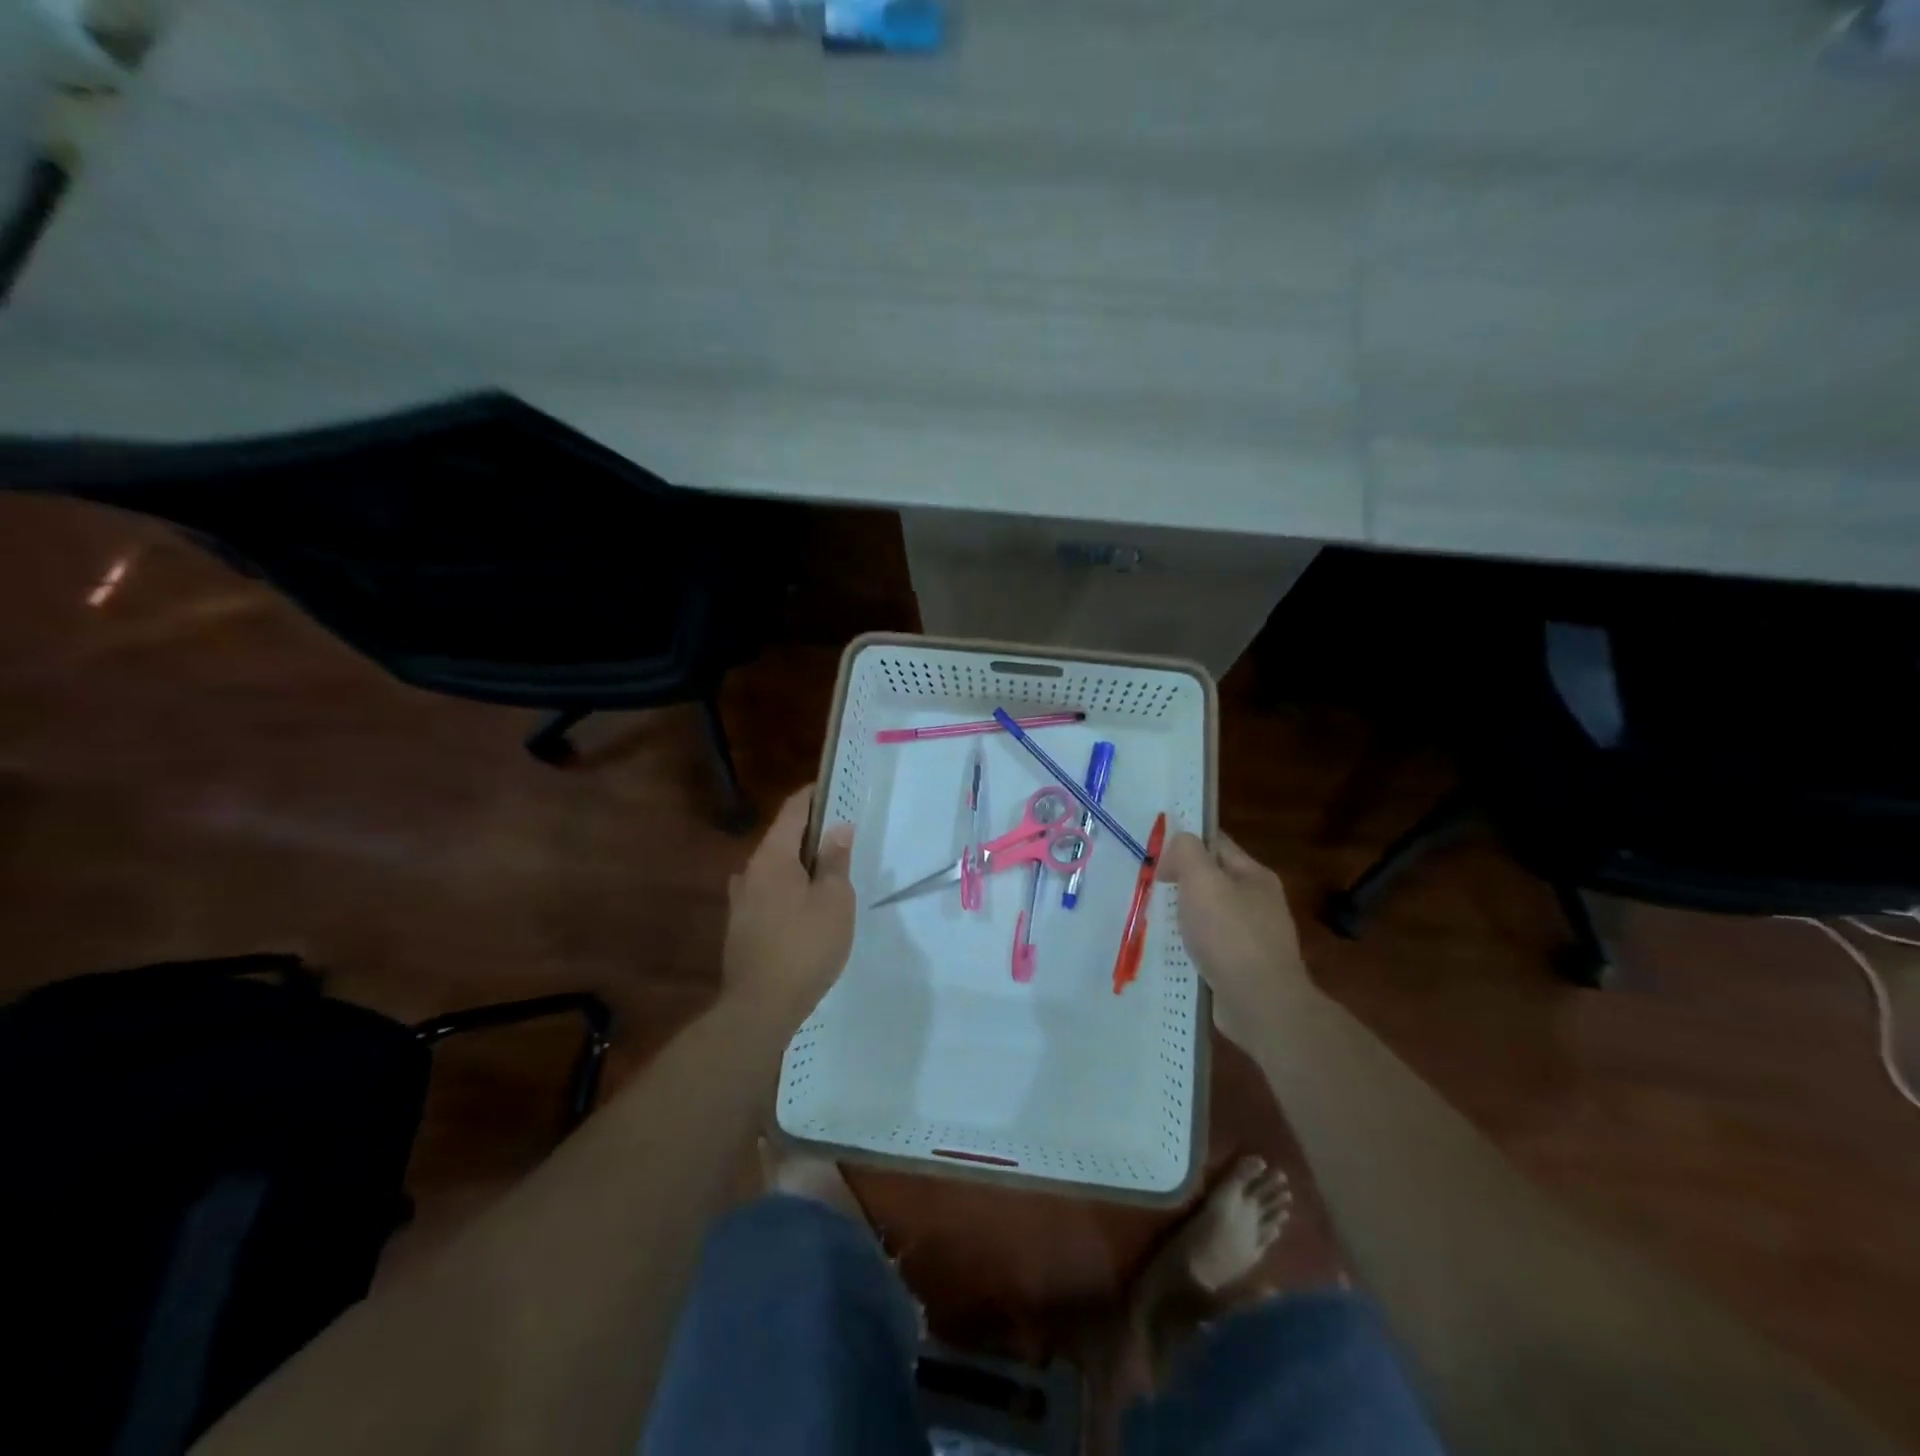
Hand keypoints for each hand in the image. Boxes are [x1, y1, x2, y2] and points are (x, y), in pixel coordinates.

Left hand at [722, 786, 855, 1025]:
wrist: (760, 1007)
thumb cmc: (805, 946)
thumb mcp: (833, 900)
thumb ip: (835, 861)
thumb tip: (838, 829)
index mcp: (772, 858)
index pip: (793, 811)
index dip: (813, 796)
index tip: (833, 788)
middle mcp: (750, 872)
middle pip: (783, 839)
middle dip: (811, 832)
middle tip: (843, 834)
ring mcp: (741, 901)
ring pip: (775, 868)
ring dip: (800, 863)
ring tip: (829, 871)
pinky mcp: (741, 927)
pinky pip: (770, 892)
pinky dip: (790, 887)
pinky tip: (807, 906)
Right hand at [1161, 831, 1312, 1047]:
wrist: (1260, 1004)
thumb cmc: (1229, 934)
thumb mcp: (1202, 880)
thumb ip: (1187, 852)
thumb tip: (1177, 845)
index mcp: (1255, 875)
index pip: (1217, 844)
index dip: (1186, 842)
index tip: (1155, 852)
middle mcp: (1260, 902)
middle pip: (1214, 880)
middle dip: (1183, 881)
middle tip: (1150, 887)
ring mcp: (1255, 938)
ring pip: (1211, 915)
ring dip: (1186, 916)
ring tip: (1155, 920)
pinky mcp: (1245, 968)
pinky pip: (1212, 947)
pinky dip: (1193, 946)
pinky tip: (1173, 953)